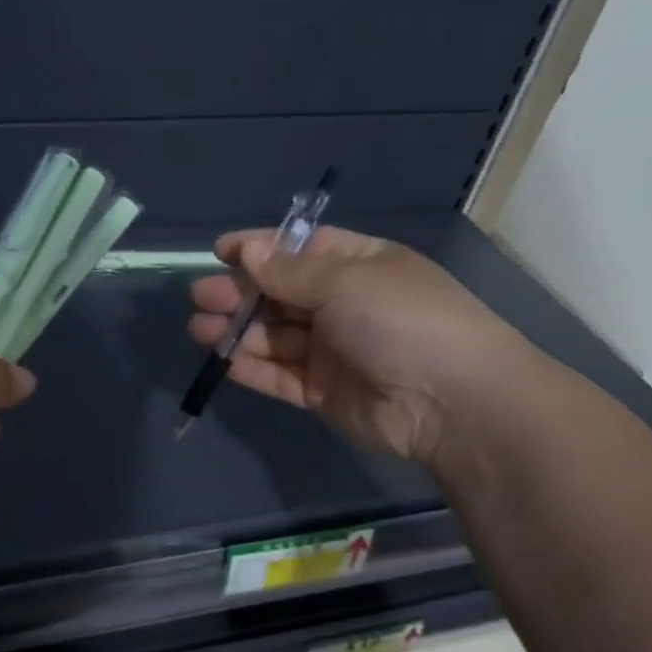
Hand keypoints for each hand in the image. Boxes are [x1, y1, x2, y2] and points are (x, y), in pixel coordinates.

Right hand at [187, 227, 517, 468]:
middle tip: (199, 296)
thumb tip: (248, 251)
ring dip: (237, 330)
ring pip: (275, 336)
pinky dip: (252, 368)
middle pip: (280, 294)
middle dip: (240, 293)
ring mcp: (333, 351)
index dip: (260, 249)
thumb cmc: (401, 320)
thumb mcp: (345, 280)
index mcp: (358, 265)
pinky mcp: (324, 392)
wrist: (452, 402)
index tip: (220, 252)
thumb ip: (289, 271)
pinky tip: (222, 360)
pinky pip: (281, 375)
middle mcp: (344, 304)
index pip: (300, 250)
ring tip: (198, 328)